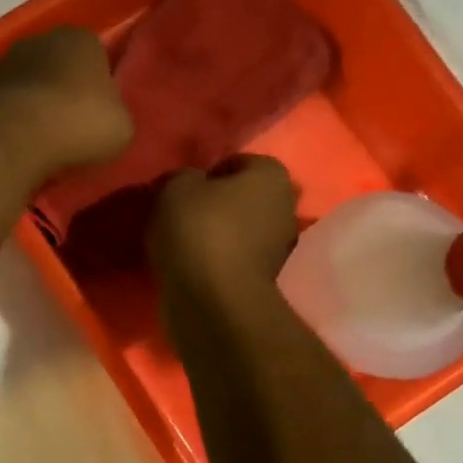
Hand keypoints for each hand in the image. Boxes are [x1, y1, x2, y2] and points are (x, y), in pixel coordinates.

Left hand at [0, 28, 132, 172]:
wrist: (19, 137)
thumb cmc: (81, 123)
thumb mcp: (122, 126)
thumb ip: (115, 113)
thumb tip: (105, 118)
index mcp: (82, 39)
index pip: (95, 57)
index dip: (98, 87)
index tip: (98, 114)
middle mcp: (41, 39)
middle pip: (59, 67)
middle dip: (63, 92)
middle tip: (72, 128)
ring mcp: (7, 61)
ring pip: (30, 84)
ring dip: (35, 105)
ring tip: (44, 140)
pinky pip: (8, 104)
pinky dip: (14, 119)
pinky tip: (21, 143)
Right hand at [150, 156, 300, 293]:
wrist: (212, 300)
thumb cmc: (198, 230)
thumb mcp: (175, 187)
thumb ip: (185, 177)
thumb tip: (191, 184)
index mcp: (272, 175)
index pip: (238, 162)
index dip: (208, 173)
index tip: (183, 190)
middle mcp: (286, 207)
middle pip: (244, 198)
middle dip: (217, 204)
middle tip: (182, 214)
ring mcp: (280, 247)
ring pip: (241, 230)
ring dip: (218, 234)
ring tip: (183, 243)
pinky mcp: (266, 280)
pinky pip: (235, 259)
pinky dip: (218, 260)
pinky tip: (193, 265)